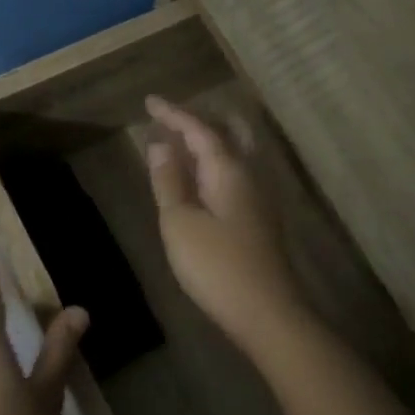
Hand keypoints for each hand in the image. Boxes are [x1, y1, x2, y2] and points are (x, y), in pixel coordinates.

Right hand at [145, 95, 307, 354]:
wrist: (266, 312)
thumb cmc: (216, 266)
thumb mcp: (180, 222)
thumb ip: (169, 181)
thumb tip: (160, 144)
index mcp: (229, 170)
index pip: (199, 129)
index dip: (173, 114)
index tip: (149, 101)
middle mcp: (250, 175)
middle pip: (228, 133)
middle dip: (198, 122)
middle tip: (170, 120)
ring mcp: (259, 198)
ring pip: (236, 154)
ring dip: (209, 143)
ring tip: (182, 145)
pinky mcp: (260, 219)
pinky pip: (236, 175)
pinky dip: (215, 166)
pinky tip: (202, 182)